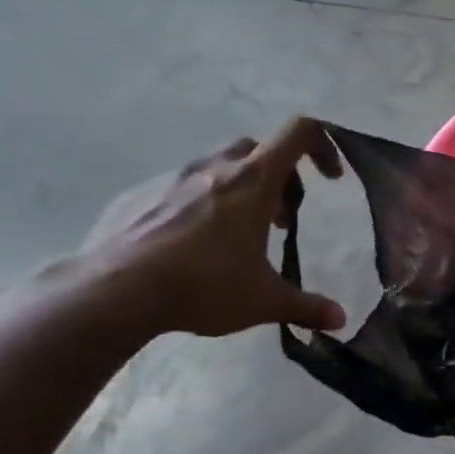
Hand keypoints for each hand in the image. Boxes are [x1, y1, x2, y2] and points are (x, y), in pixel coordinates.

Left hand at [78, 117, 346, 337]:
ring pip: (219, 166)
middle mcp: (215, 168)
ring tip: (238, 236)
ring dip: (240, 190)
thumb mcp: (265, 302)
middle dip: (280, 176)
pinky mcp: (139, 194)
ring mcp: (172, 178)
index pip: (298, 133)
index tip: (330, 179)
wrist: (113, 291)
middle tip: (282, 216)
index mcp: (253, 182)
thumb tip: (340, 320)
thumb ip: (307, 307)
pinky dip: (200, 204)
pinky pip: (181, 187)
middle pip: (259, 148)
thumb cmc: (203, 287)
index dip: (323, 146)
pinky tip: (193, 246)